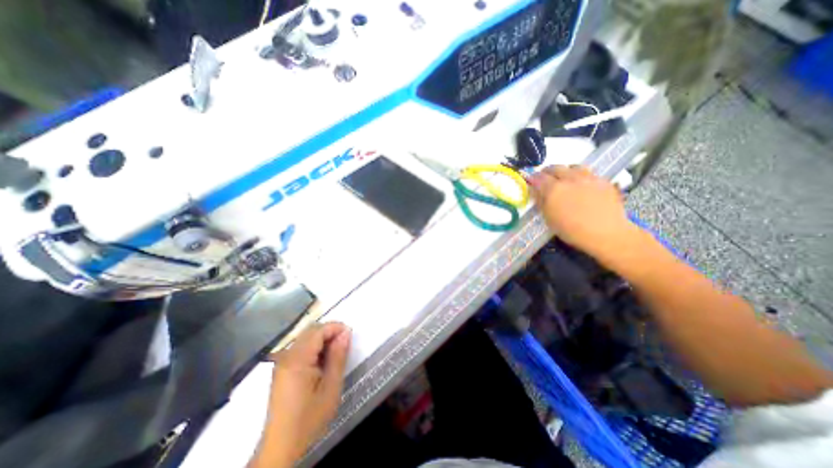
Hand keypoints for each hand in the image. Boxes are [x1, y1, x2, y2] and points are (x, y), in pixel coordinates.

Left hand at [248, 322, 348, 467]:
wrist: (281, 446)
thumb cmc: (309, 417)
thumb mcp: (331, 387)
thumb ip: (338, 356)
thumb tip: (346, 333)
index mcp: (297, 359)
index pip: (318, 330)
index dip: (336, 327)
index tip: (350, 335)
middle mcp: (286, 356)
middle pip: (310, 331)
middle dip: (329, 331)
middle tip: (344, 344)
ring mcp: (281, 362)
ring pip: (305, 337)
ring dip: (322, 339)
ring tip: (335, 354)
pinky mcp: (281, 368)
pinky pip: (300, 347)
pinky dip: (314, 347)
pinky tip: (321, 362)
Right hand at [530, 165, 634, 259]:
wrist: (605, 233)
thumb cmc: (571, 230)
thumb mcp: (549, 218)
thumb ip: (540, 202)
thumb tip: (535, 191)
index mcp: (553, 189)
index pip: (538, 177)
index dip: (532, 178)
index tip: (530, 181)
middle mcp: (569, 179)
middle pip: (555, 168)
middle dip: (547, 172)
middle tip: (545, 178)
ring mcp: (588, 178)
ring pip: (573, 166)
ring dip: (565, 170)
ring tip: (564, 178)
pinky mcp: (603, 181)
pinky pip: (589, 172)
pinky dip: (581, 175)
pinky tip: (582, 185)